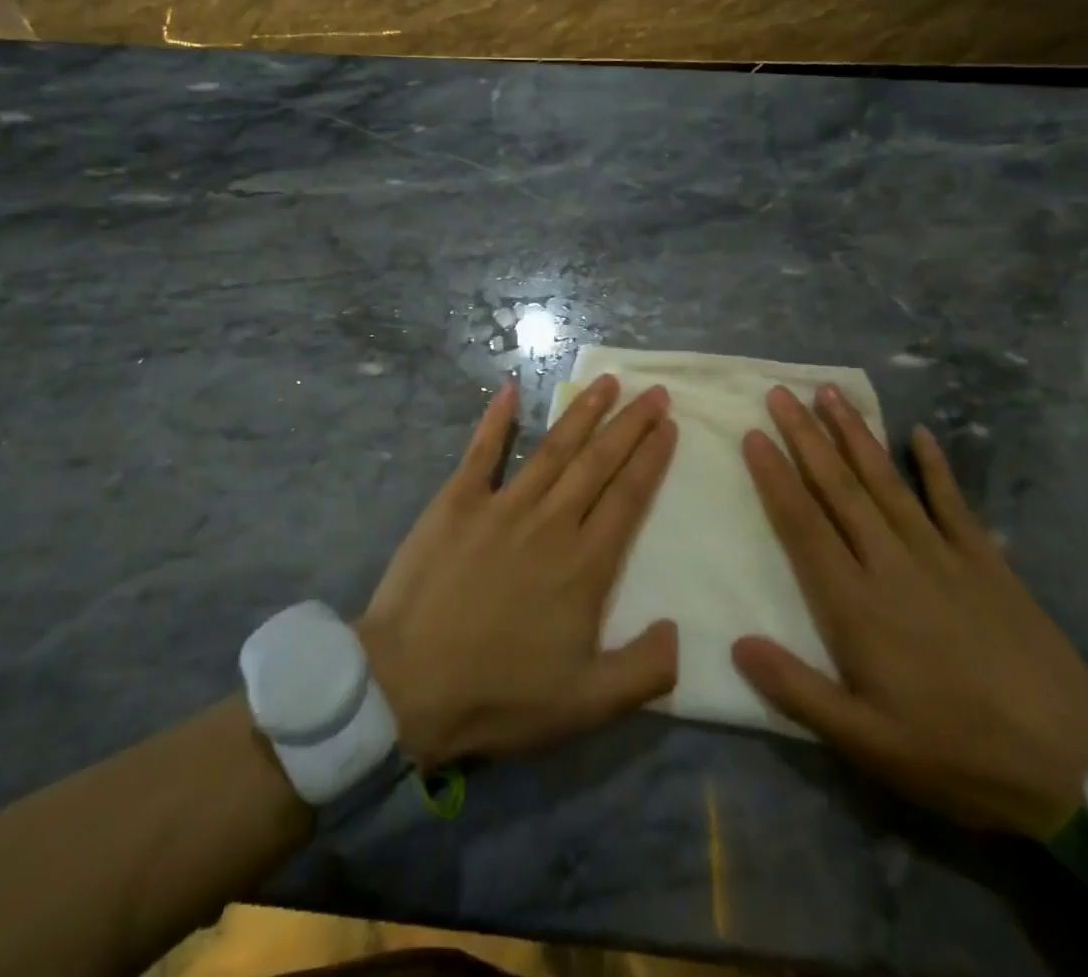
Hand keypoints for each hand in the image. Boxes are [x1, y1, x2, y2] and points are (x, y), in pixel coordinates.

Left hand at [358, 374, 679, 768]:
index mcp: (584, 565)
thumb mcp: (587, 705)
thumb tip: (679, 629)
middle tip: (652, 391)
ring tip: (606, 382)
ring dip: (582, 412)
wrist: (408, 683)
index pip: (629, 497)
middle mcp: (549, 522)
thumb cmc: (500, 695)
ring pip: (553, 448)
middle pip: (598, 462)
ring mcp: (501, 506)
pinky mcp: (457, 501)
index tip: (668, 425)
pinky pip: (482, 451)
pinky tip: (510, 390)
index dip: (652, 458)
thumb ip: (644, 670)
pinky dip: (497, 420)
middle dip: (629, 424)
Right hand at [734, 384, 1087, 838]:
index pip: (803, 525)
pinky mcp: (987, 563)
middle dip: (805, 437)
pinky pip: (954, 503)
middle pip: (839, 488)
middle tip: (780, 393)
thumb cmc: (958, 754)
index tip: (753, 434)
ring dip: (855, 435)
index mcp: (856, 605)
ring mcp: (943, 557)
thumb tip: (736, 643)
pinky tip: (920, 433)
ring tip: (830, 393)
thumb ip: (797, 691)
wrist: (1079, 769)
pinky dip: (936, 466)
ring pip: (887, 482)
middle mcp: (892, 564)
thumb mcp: (867, 744)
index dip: (775, 476)